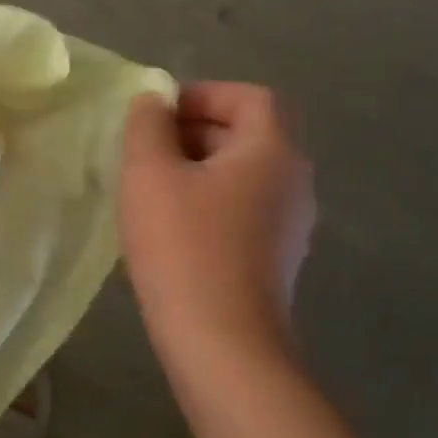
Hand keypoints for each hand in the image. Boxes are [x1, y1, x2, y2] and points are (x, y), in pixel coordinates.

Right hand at [121, 82, 315, 370]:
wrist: (222, 342)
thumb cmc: (184, 246)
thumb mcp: (150, 174)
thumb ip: (147, 126)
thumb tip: (153, 100)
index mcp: (272, 151)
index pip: (251, 97)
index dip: (203, 94)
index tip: (158, 115)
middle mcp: (293, 182)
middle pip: (249, 134)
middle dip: (194, 130)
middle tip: (144, 151)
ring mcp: (290, 224)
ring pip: (243, 174)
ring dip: (197, 169)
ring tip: (149, 188)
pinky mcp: (275, 258)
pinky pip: (242, 209)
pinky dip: (208, 202)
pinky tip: (170, 228)